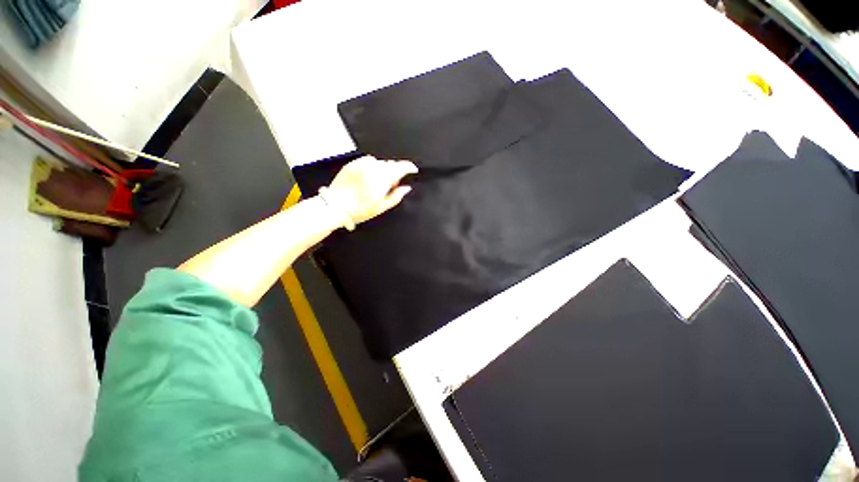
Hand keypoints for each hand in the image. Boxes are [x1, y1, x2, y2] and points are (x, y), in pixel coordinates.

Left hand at [323, 156, 417, 226]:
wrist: (335, 206)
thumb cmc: (359, 210)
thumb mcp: (381, 207)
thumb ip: (396, 196)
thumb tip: (406, 188)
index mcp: (382, 178)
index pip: (401, 167)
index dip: (409, 167)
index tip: (413, 170)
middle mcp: (373, 168)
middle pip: (391, 164)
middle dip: (395, 173)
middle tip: (390, 186)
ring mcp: (362, 164)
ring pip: (380, 163)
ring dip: (383, 170)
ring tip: (377, 183)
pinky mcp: (353, 164)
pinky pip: (368, 161)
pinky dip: (372, 167)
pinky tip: (368, 178)